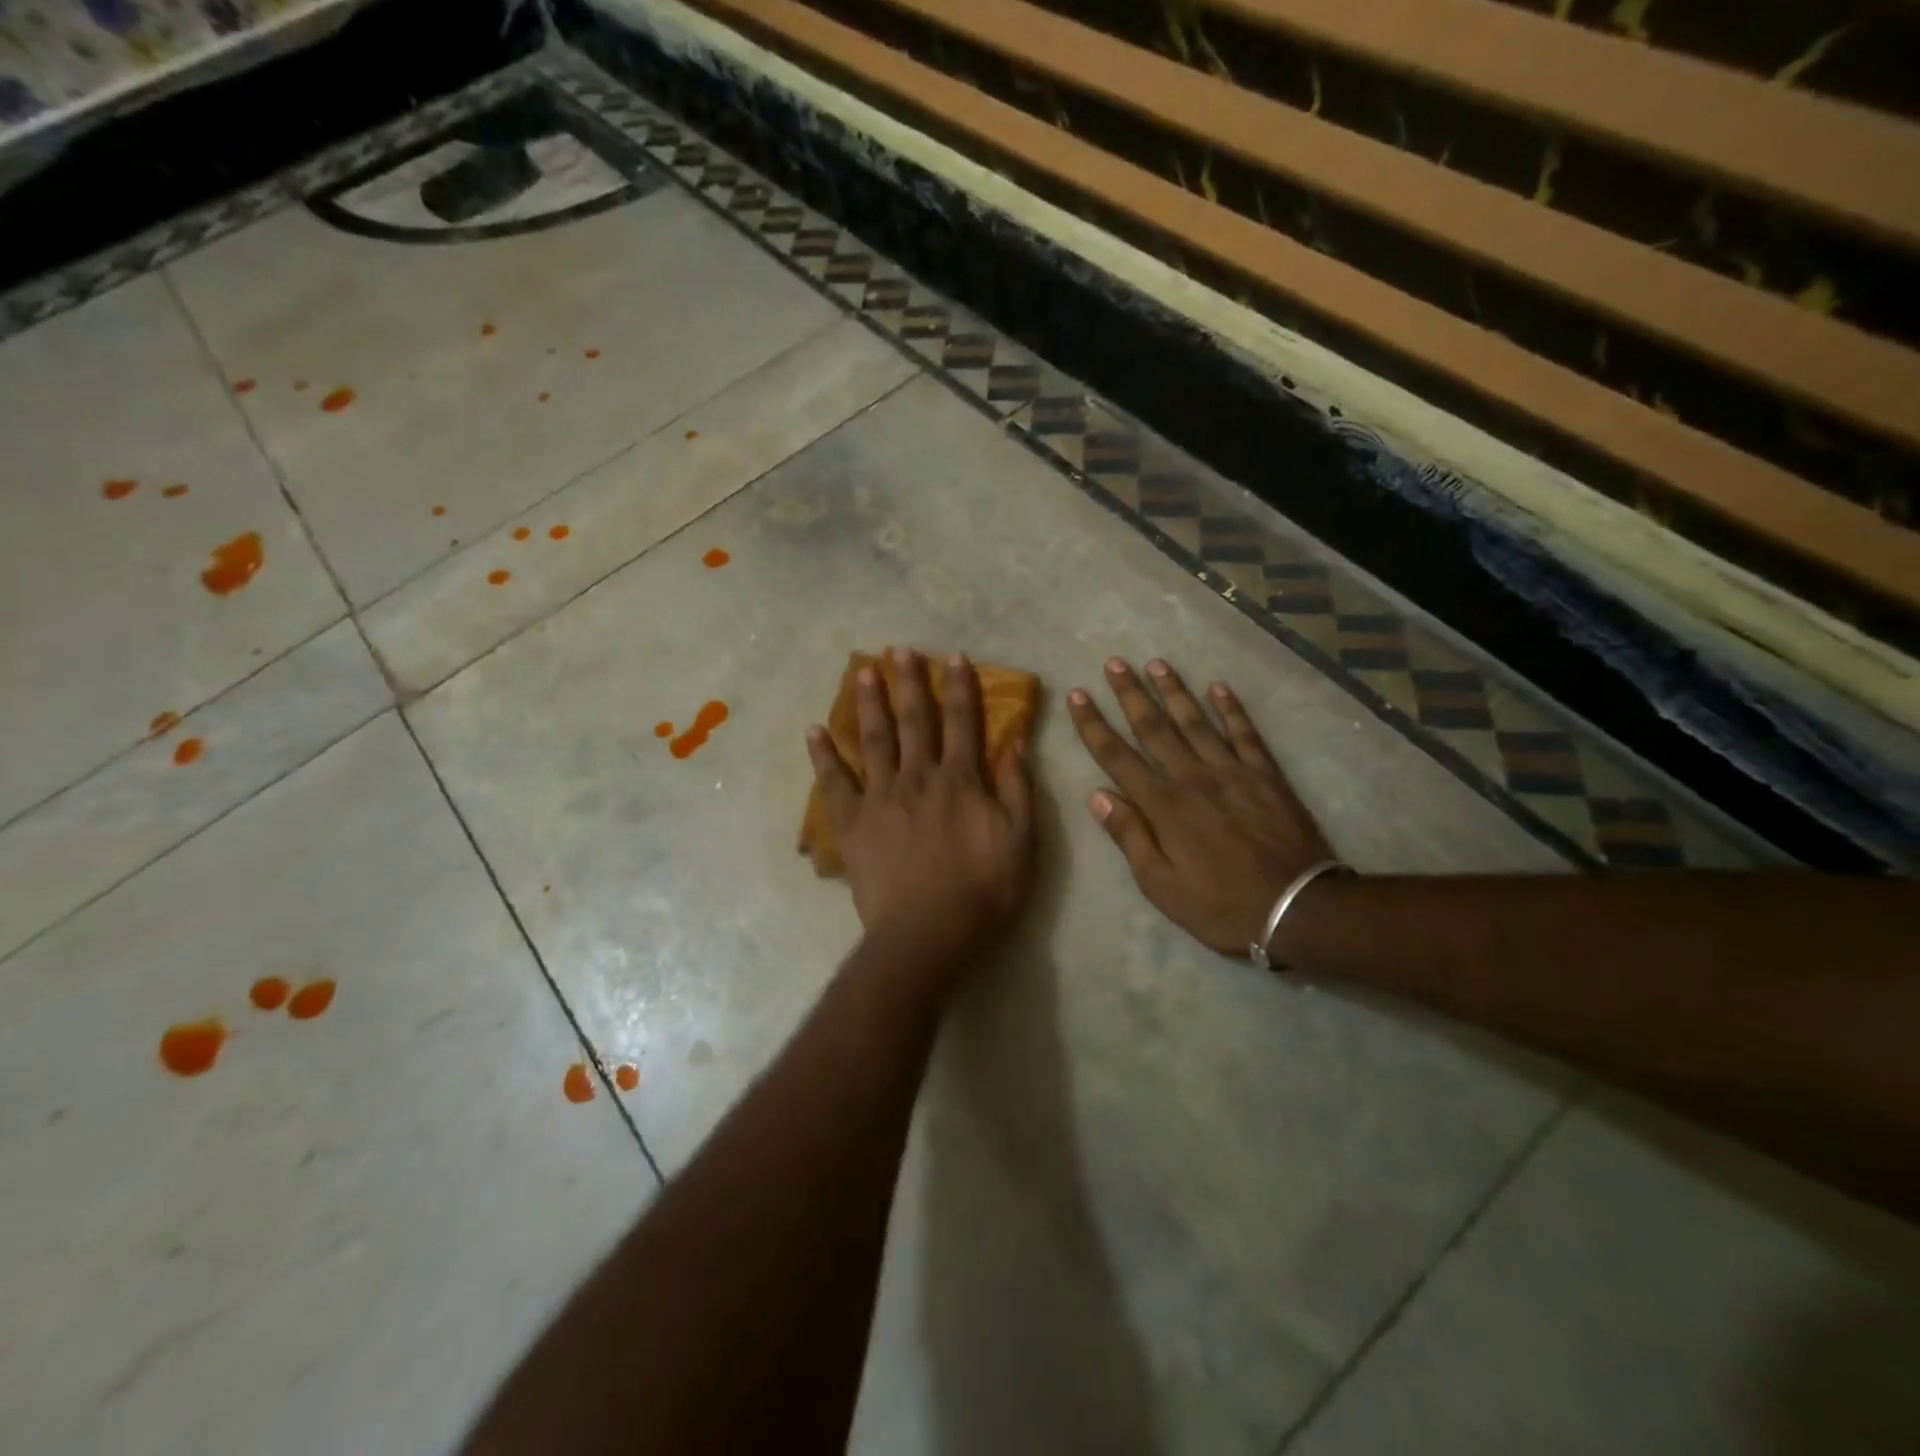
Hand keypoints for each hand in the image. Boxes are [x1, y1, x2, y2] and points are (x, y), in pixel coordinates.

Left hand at [808, 649, 1035, 982]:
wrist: (927, 934)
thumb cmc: (983, 892)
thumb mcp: (1021, 842)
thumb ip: (1018, 789)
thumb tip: (1015, 743)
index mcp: (961, 780)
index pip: (962, 722)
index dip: (959, 688)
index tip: (952, 657)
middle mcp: (919, 777)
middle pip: (914, 721)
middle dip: (910, 683)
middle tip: (900, 649)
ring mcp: (882, 797)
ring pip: (874, 739)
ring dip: (870, 703)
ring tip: (864, 672)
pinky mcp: (853, 822)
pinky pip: (834, 782)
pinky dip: (823, 755)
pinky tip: (814, 730)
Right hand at [1068, 657, 1334, 957]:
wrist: (1297, 908)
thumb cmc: (1220, 905)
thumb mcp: (1161, 885)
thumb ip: (1130, 836)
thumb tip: (1098, 795)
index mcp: (1163, 805)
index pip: (1117, 756)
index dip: (1094, 725)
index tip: (1078, 696)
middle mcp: (1192, 777)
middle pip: (1154, 727)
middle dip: (1130, 694)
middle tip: (1114, 662)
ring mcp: (1232, 771)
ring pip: (1196, 721)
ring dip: (1174, 691)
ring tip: (1157, 663)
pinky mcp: (1265, 775)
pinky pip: (1245, 733)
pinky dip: (1232, 708)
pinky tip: (1219, 687)